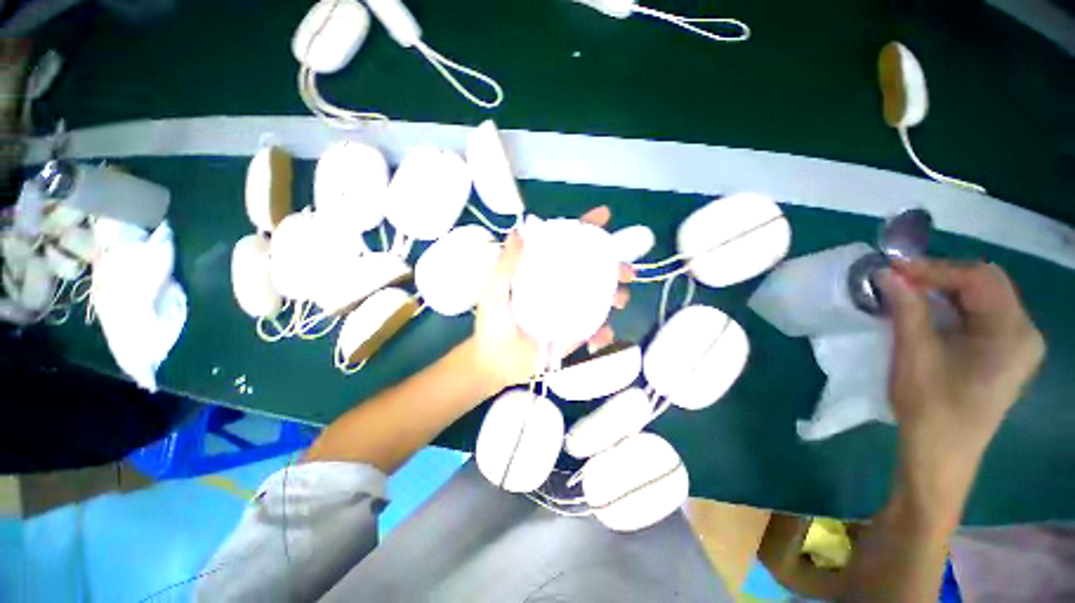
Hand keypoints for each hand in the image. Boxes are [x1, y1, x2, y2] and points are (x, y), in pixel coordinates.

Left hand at [471, 206, 632, 392]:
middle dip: (615, 265)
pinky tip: (597, 340)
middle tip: (625, 270)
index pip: (565, 244)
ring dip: (617, 295)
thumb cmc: (492, 324)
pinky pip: (597, 330)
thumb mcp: (494, 293)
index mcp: (543, 272)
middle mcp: (560, 287)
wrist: (496, 363)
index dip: (585, 228)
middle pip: (593, 269)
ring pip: (602, 297)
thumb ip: (505, 266)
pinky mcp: (575, 333)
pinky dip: (604, 333)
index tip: (604, 217)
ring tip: (619, 300)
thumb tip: (518, 232)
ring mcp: (570, 310)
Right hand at [878, 260, 1044, 494]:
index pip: (979, 278)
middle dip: (940, 276)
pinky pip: (979, 316)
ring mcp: (1016, 344)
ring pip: (981, 298)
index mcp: (1013, 332)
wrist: (940, 455)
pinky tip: (926, 312)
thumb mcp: (915, 353)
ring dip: (943, 291)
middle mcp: (1024, 332)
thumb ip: (907, 308)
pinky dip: (950, 307)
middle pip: (985, 284)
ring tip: (907, 293)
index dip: (935, 268)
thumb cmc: (931, 407)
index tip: (893, 268)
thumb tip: (888, 273)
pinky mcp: (1003, 354)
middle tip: (899, 279)